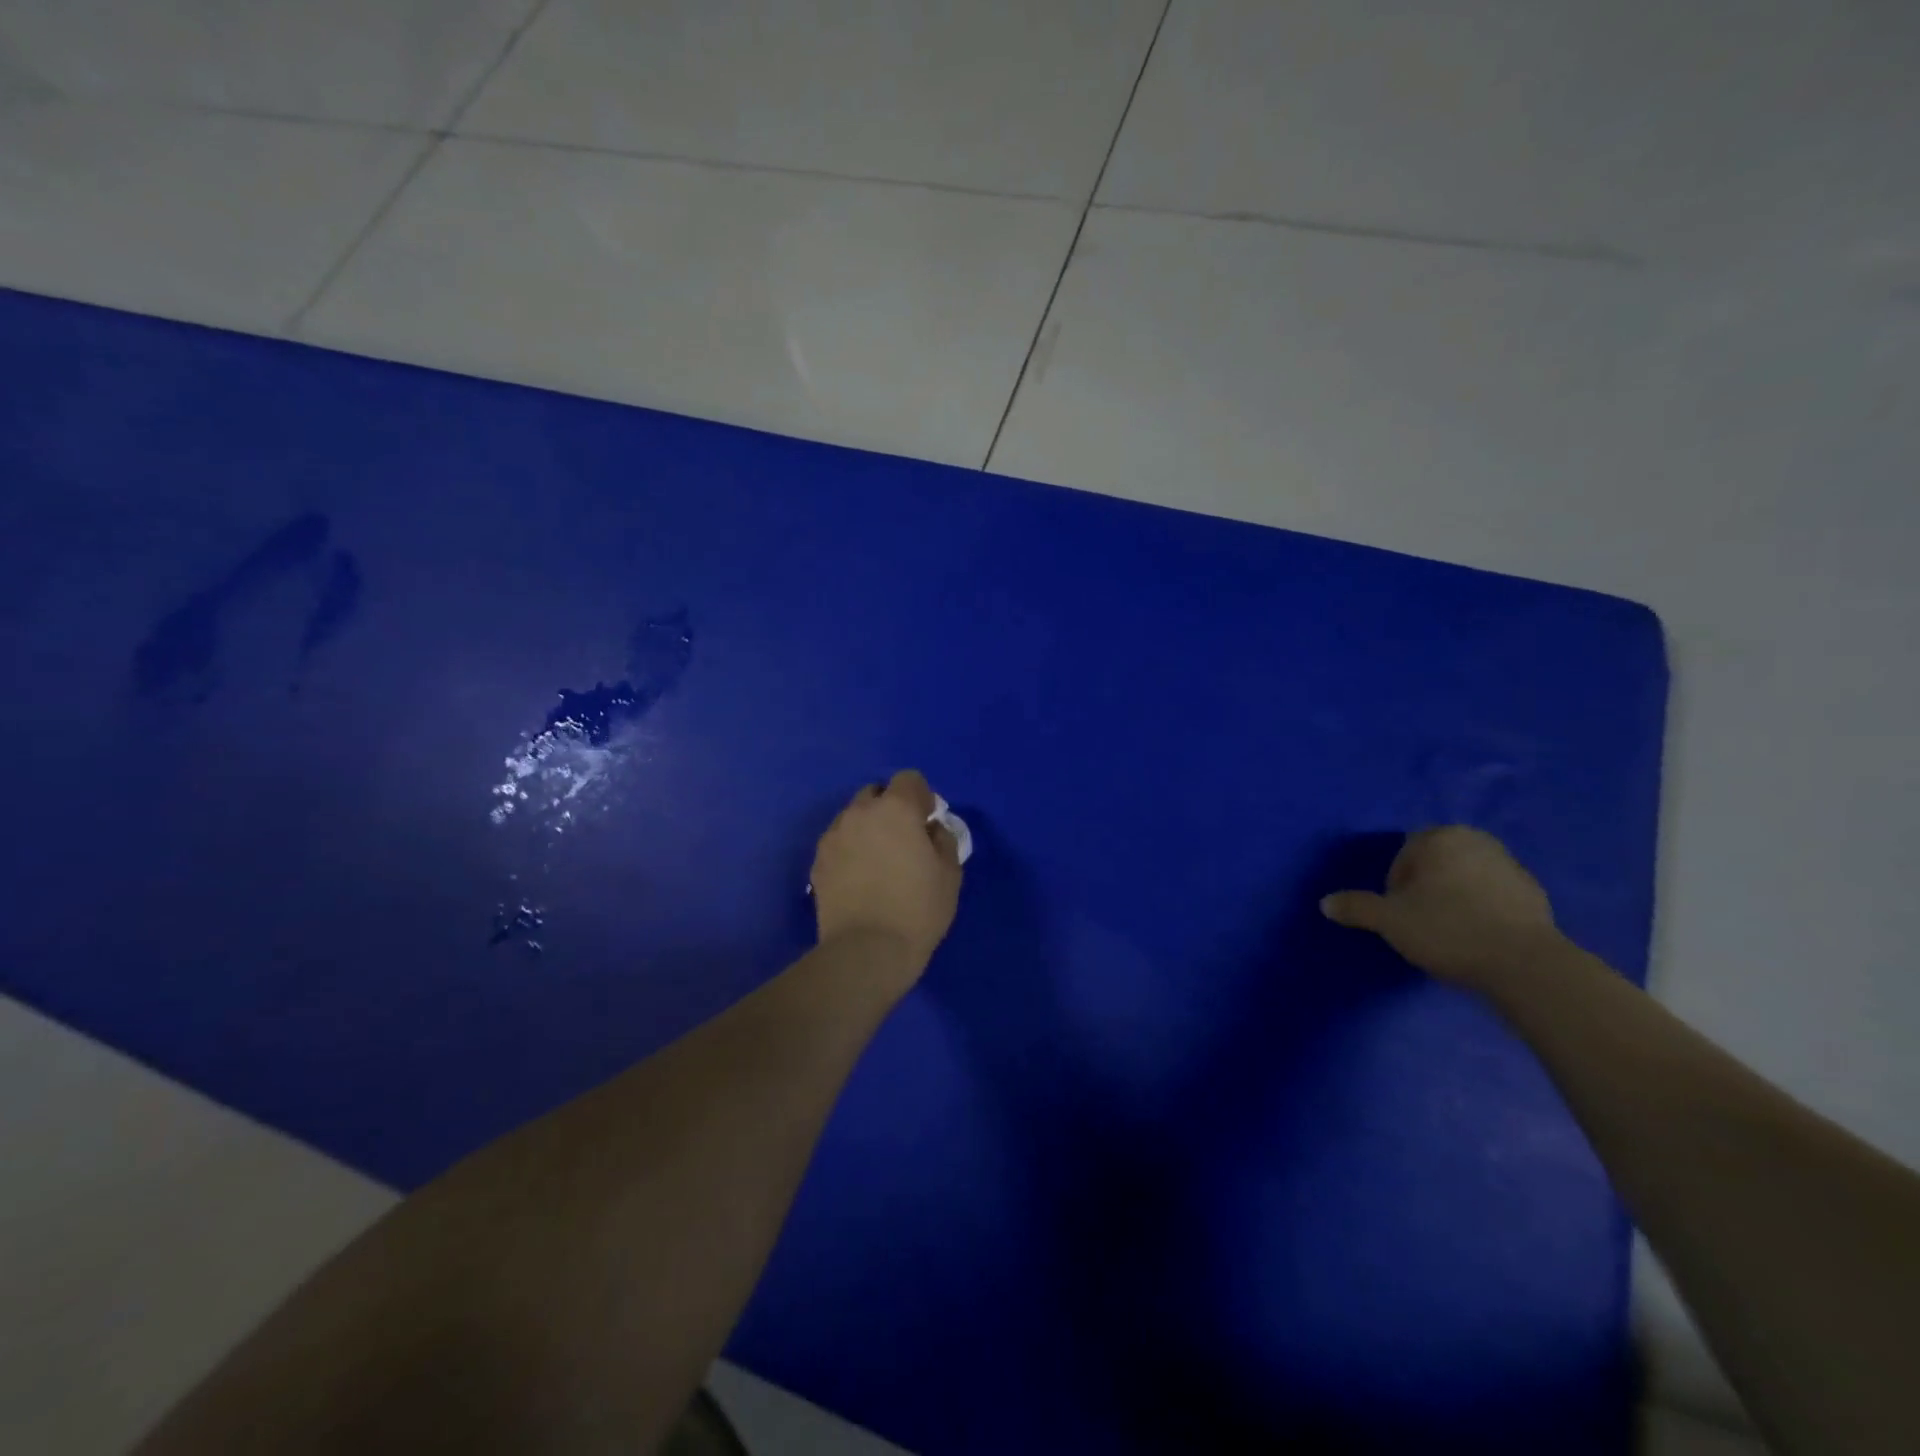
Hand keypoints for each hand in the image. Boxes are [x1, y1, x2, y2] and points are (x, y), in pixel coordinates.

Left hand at [811, 770, 962, 975]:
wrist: (866, 951)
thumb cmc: (918, 909)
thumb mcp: (950, 873)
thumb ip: (943, 839)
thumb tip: (930, 829)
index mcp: (896, 808)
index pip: (909, 779)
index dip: (921, 796)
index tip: (928, 821)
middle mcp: (860, 813)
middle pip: (875, 793)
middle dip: (890, 808)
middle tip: (903, 840)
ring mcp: (834, 836)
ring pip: (853, 817)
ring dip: (867, 828)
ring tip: (878, 861)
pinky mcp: (817, 861)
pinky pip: (838, 842)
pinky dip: (850, 849)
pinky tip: (860, 878)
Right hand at [1320, 826, 1562, 988]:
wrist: (1525, 964)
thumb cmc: (1447, 929)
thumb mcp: (1389, 920)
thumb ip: (1356, 907)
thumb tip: (1325, 902)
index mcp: (1440, 838)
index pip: (1404, 855)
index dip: (1395, 886)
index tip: (1398, 914)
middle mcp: (1477, 842)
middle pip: (1436, 864)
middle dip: (1425, 888)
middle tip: (1419, 922)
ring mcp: (1511, 866)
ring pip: (1466, 879)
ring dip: (1454, 899)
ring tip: (1449, 934)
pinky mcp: (1535, 895)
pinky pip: (1494, 898)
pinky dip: (1483, 912)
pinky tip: (1478, 940)